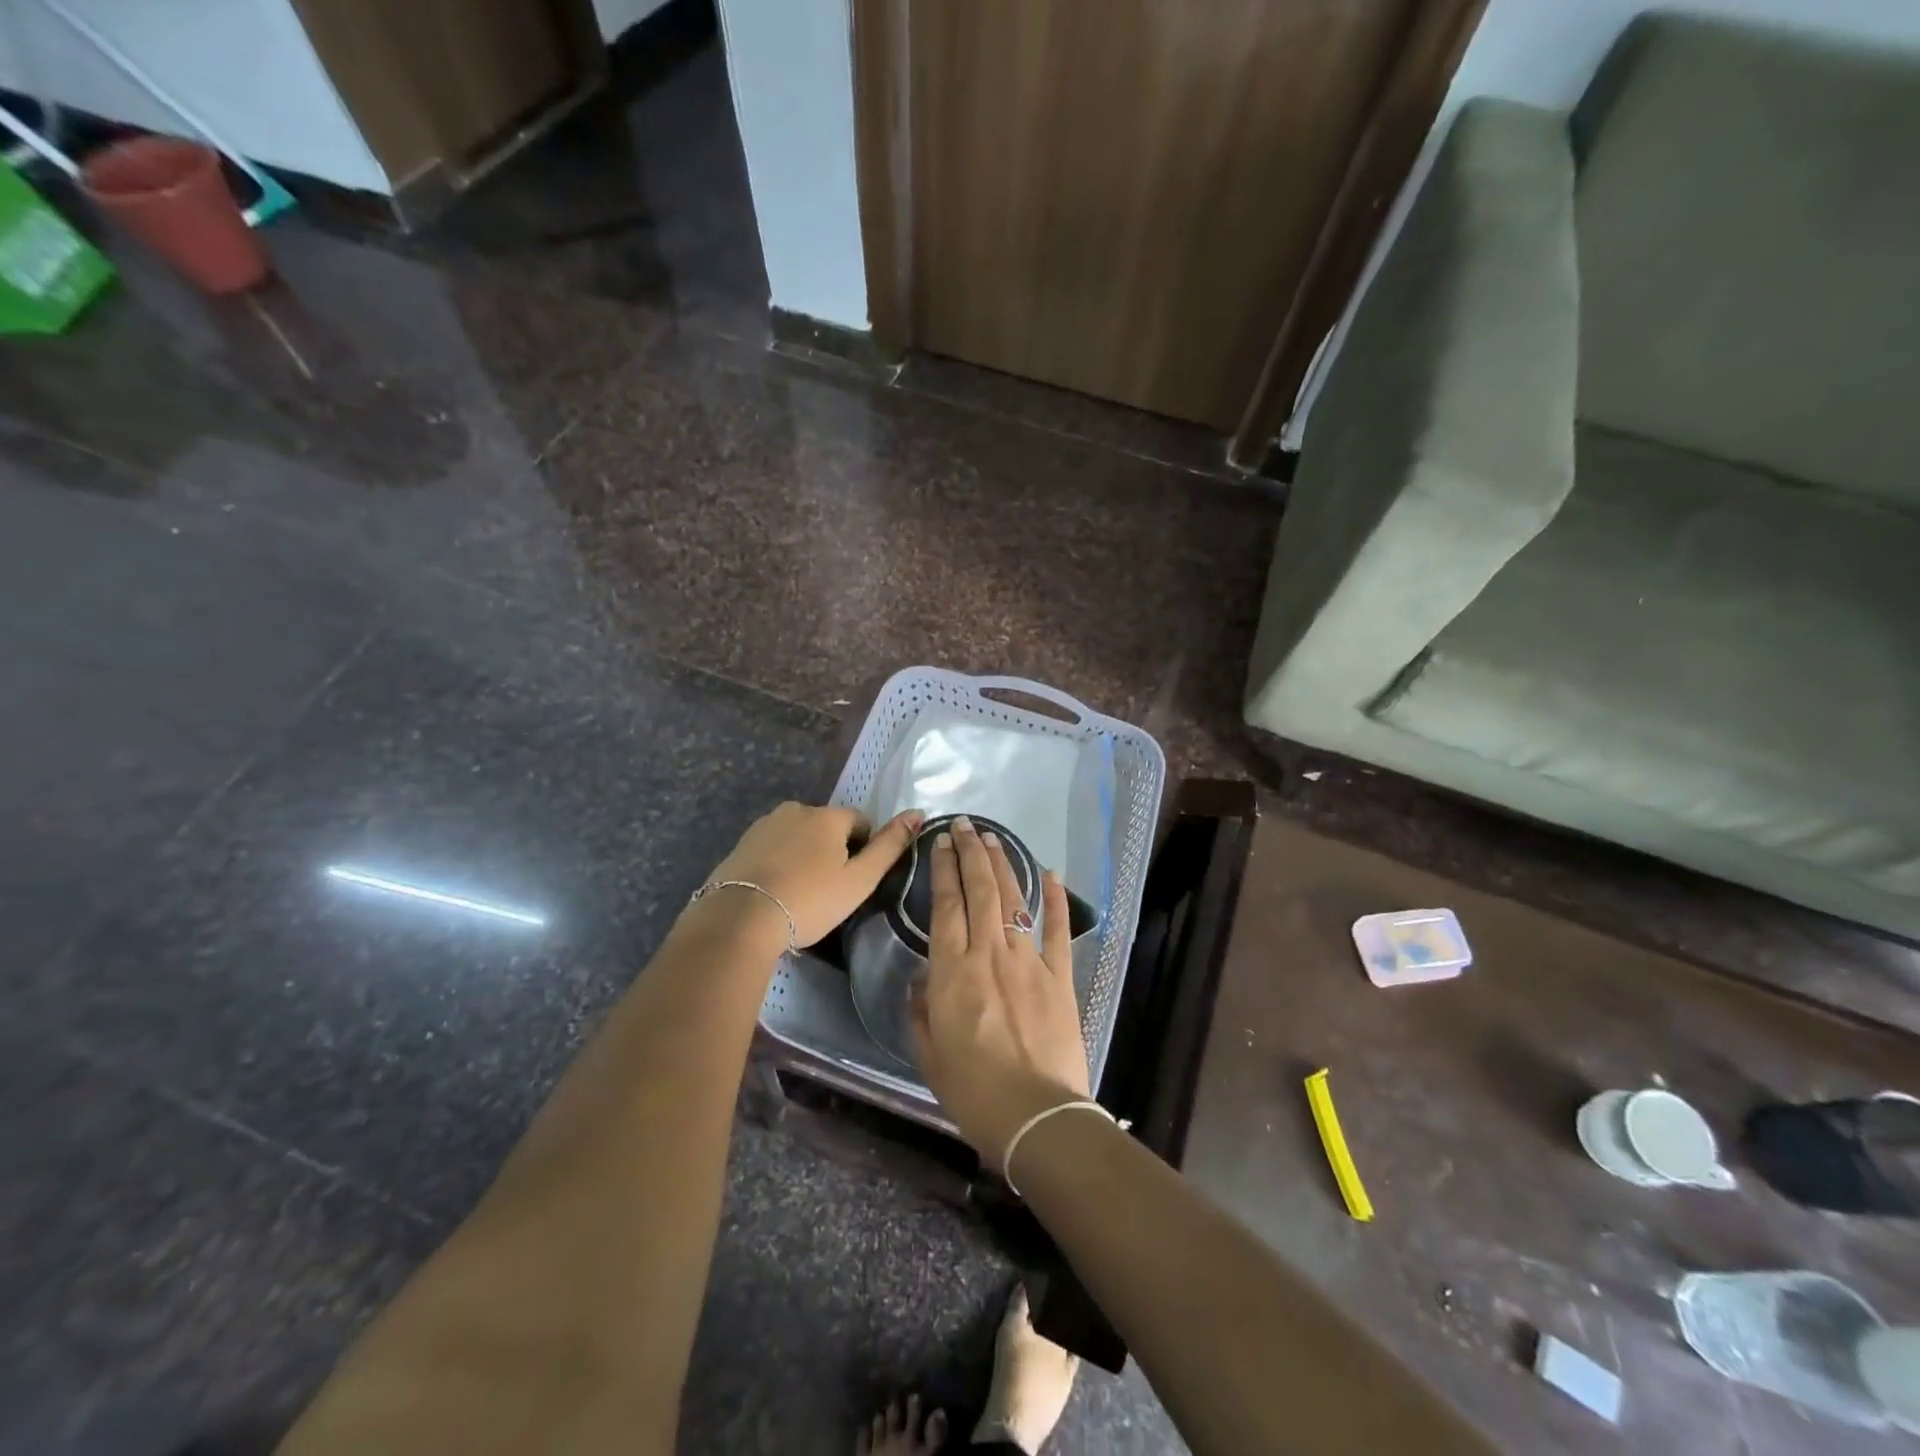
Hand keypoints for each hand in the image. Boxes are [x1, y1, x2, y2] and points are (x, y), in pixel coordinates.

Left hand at [698, 802, 922, 949]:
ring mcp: (765, 825)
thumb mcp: (860, 880)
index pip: (860, 822)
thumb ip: (890, 846)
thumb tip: (917, 813)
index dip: (864, 850)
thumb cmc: (809, 900)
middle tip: (828, 891)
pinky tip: (776, 892)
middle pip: (827, 827)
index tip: (853, 881)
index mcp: (828, 816)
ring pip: (798, 836)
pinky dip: (779, 863)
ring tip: (800, 893)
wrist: (739, 919)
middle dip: (832, 851)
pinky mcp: (741, 843)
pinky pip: (772, 848)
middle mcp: (796, 809)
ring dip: (804, 855)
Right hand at [909, 815, 1089, 1167]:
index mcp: (953, 972)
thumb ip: (922, 1010)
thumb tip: (925, 979)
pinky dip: (1055, 899)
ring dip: (1003, 865)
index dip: (944, 869)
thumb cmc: (973, 1091)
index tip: (941, 843)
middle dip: (971, 853)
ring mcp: (1029, 961)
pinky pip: (1057, 930)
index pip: (946, 905)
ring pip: (1014, 900)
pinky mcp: (1060, 977)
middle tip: (965, 825)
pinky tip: (1050, 874)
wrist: (1036, 1116)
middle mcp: (990, 954)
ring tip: (994, 838)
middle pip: (980, 890)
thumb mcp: (929, 1054)